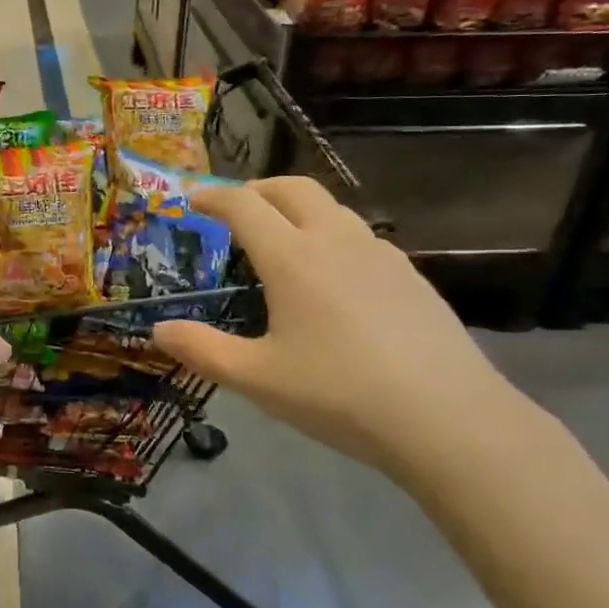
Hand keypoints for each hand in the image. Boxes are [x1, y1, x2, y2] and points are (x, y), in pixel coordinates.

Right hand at [154, 178, 534, 482]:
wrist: (449, 420)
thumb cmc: (340, 394)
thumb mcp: (258, 378)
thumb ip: (202, 350)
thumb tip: (158, 330)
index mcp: (292, 257)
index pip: (244, 204)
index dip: (213, 195)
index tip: (192, 198)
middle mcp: (335, 240)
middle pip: (292, 187)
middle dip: (257, 188)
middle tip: (235, 208)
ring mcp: (380, 254)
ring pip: (331, 207)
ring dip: (297, 207)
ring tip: (282, 238)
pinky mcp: (411, 276)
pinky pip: (360, 236)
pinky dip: (331, 234)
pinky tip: (334, 276)